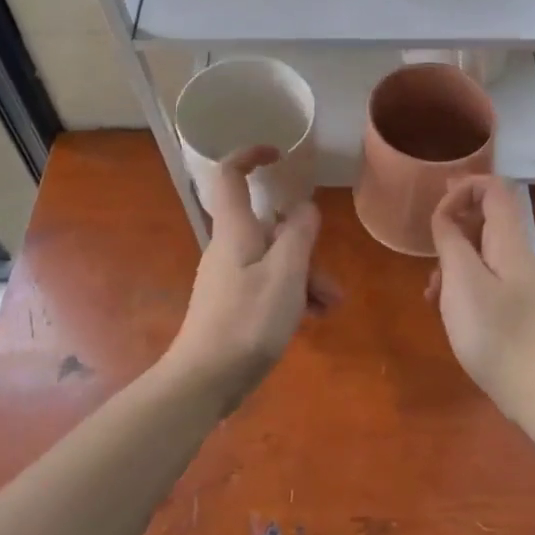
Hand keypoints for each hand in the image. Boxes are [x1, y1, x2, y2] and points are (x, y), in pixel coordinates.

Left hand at [163, 147, 335, 406]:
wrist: (204, 380)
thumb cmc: (247, 321)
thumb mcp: (286, 272)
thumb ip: (299, 233)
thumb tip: (303, 207)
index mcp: (235, 230)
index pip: (231, 174)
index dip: (250, 155)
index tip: (278, 154)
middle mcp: (229, 246)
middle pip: (267, 227)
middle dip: (303, 243)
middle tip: (329, 278)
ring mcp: (229, 276)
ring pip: (273, 259)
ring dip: (305, 275)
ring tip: (330, 306)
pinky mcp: (232, 303)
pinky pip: (267, 283)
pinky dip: (291, 293)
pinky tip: (312, 319)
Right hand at [428, 175, 534, 419]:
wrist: (532, 388)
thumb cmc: (493, 330)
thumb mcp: (461, 279)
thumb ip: (451, 238)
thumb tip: (446, 215)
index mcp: (510, 241)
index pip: (495, 189)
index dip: (464, 187)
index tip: (437, 211)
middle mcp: (518, 254)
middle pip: (487, 217)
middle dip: (454, 225)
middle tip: (428, 246)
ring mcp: (518, 281)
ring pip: (482, 250)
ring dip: (453, 257)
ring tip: (432, 287)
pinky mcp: (514, 305)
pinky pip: (485, 276)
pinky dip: (461, 280)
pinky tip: (443, 305)